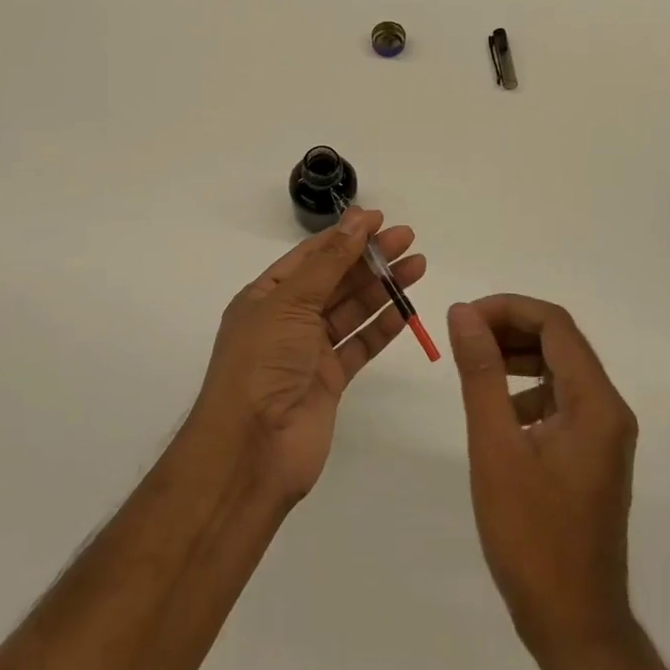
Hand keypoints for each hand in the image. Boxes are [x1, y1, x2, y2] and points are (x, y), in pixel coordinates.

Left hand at [193, 207, 425, 504]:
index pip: (311, 256)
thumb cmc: (262, 364)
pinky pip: (360, 345)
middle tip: (408, 239)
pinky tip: (407, 310)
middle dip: (370, 258)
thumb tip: (356, 220)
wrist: (251, 450)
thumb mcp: (291, 302)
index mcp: (267, 296)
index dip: (345, 235)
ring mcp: (309, 352)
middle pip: (335, 280)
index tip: (379, 219)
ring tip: (418, 266)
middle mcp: (287, 320)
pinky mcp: (330, 381)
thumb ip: (329, 262)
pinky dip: (382, 327)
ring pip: (352, 310)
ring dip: (383, 288)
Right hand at [448, 295, 638, 656]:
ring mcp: (604, 434)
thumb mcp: (496, 447)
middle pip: (560, 342)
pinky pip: (561, 400)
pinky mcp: (592, 454)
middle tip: (462, 337)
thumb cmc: (532, 537)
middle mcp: (609, 409)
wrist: (574, 626)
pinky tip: (497, 413)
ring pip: (559, 369)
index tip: (463, 319)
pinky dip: (527, 390)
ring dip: (517, 357)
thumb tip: (463, 313)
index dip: (507, 309)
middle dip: (510, 329)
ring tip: (473, 367)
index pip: (555, 325)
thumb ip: (481, 373)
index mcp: (595, 402)